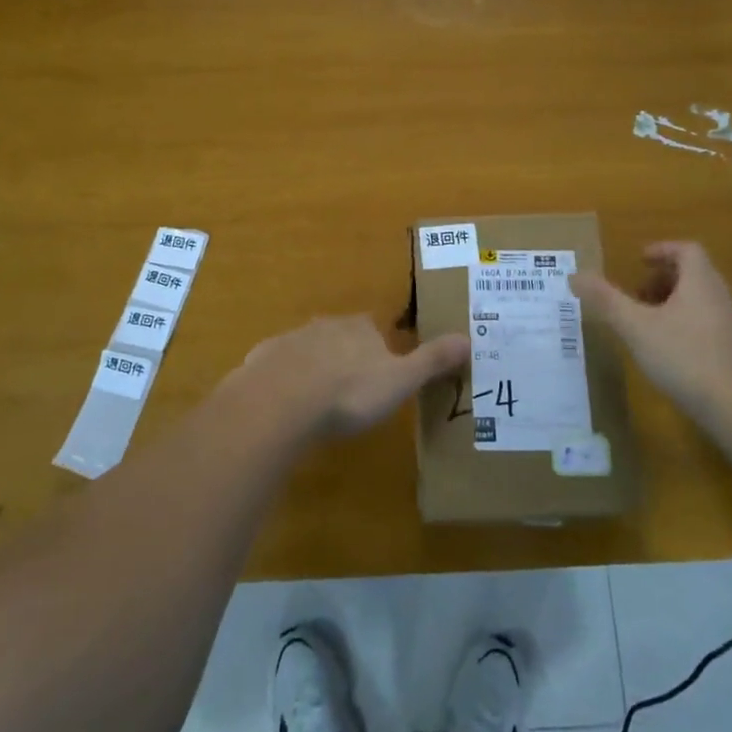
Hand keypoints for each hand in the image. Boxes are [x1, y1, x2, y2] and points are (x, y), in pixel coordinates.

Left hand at [234, 316, 468, 438]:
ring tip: (317, 401)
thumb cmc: (349, 393)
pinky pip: (277, 367)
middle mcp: (325, 326)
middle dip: (345, 356)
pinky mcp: (263, 360)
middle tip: (350, 390)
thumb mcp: (400, 380)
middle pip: (339, 336)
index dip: (379, 348)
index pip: (374, 329)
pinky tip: (284, 405)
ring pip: (307, 350)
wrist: (281, 401)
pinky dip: (283, 381)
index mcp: (360, 329)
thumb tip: (468, 338)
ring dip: (313, 368)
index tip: (381, 371)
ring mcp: (291, 340)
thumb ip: (431, 361)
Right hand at [571, 242, 731, 421]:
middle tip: (637, 293)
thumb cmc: (684, 357)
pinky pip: (708, 323)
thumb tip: (575, 274)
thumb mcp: (636, 327)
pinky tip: (669, 351)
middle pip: (694, 273)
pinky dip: (686, 324)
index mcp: (700, 282)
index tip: (639, 260)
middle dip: (663, 278)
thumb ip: (606, 300)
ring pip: (701, 300)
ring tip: (648, 322)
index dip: (662, 250)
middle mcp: (720, 296)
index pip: (687, 250)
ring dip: (674, 302)